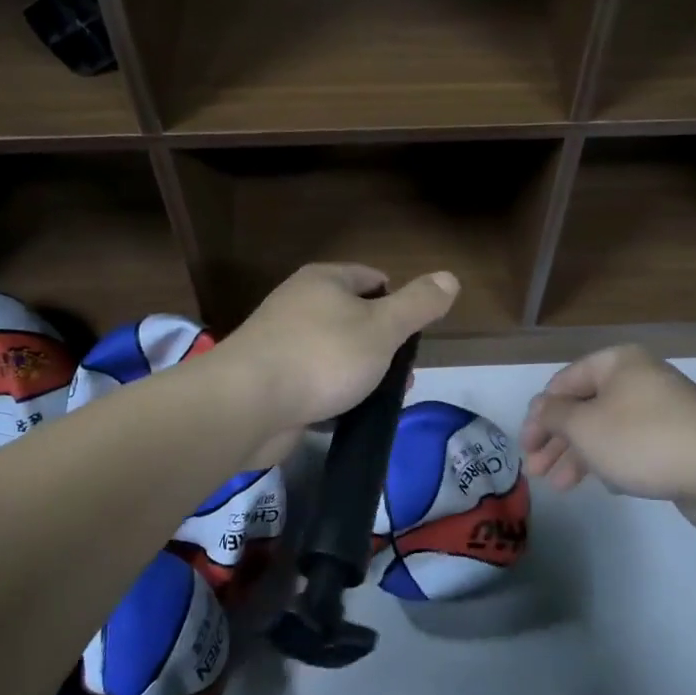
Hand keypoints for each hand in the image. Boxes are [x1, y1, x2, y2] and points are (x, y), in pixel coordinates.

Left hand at [215, 264, 458, 463]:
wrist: (246, 405)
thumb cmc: (322, 357)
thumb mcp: (382, 327)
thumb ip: (418, 304)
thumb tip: (450, 277)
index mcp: (324, 281)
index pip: (374, 279)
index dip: (399, 304)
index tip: (414, 338)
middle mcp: (300, 304)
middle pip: (356, 319)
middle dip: (384, 348)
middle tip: (402, 378)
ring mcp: (283, 344)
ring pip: (338, 356)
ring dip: (362, 377)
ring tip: (382, 402)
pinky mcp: (273, 381)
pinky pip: (315, 384)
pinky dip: (334, 398)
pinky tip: (348, 417)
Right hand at [520, 345, 695, 534]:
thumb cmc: (643, 440)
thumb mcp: (584, 426)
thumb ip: (554, 416)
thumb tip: (540, 407)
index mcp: (617, 363)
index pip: (563, 382)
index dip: (539, 414)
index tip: (525, 446)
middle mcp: (640, 379)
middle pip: (585, 407)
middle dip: (557, 441)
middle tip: (535, 472)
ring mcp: (662, 409)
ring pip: (607, 429)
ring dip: (579, 456)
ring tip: (560, 487)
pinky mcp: (679, 439)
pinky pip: (633, 445)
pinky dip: (612, 461)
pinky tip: (606, 486)